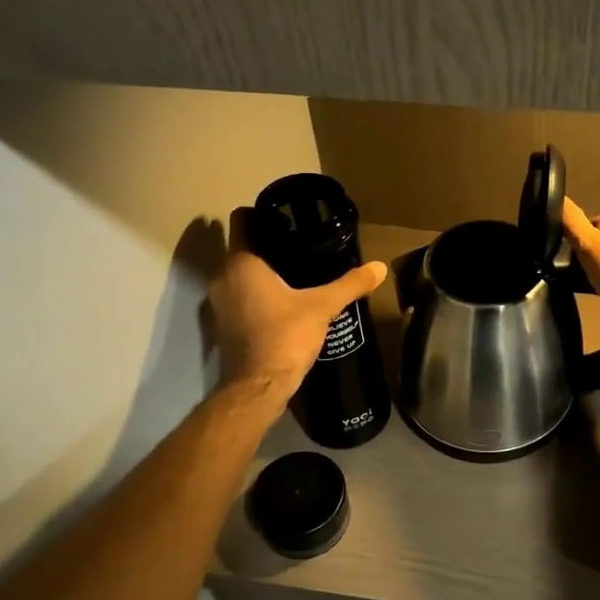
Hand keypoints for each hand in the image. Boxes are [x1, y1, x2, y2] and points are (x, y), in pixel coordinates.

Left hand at [209, 209, 387, 401]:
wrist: (259, 387)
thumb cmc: (285, 336)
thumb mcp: (322, 307)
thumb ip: (350, 284)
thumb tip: (379, 267)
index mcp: (241, 263)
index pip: (243, 220)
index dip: (261, 212)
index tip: (286, 215)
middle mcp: (223, 277)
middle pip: (243, 247)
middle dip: (268, 243)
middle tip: (301, 241)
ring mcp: (220, 303)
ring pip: (241, 274)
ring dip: (262, 270)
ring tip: (296, 270)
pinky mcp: (225, 325)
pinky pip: (241, 296)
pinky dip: (258, 293)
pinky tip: (284, 299)